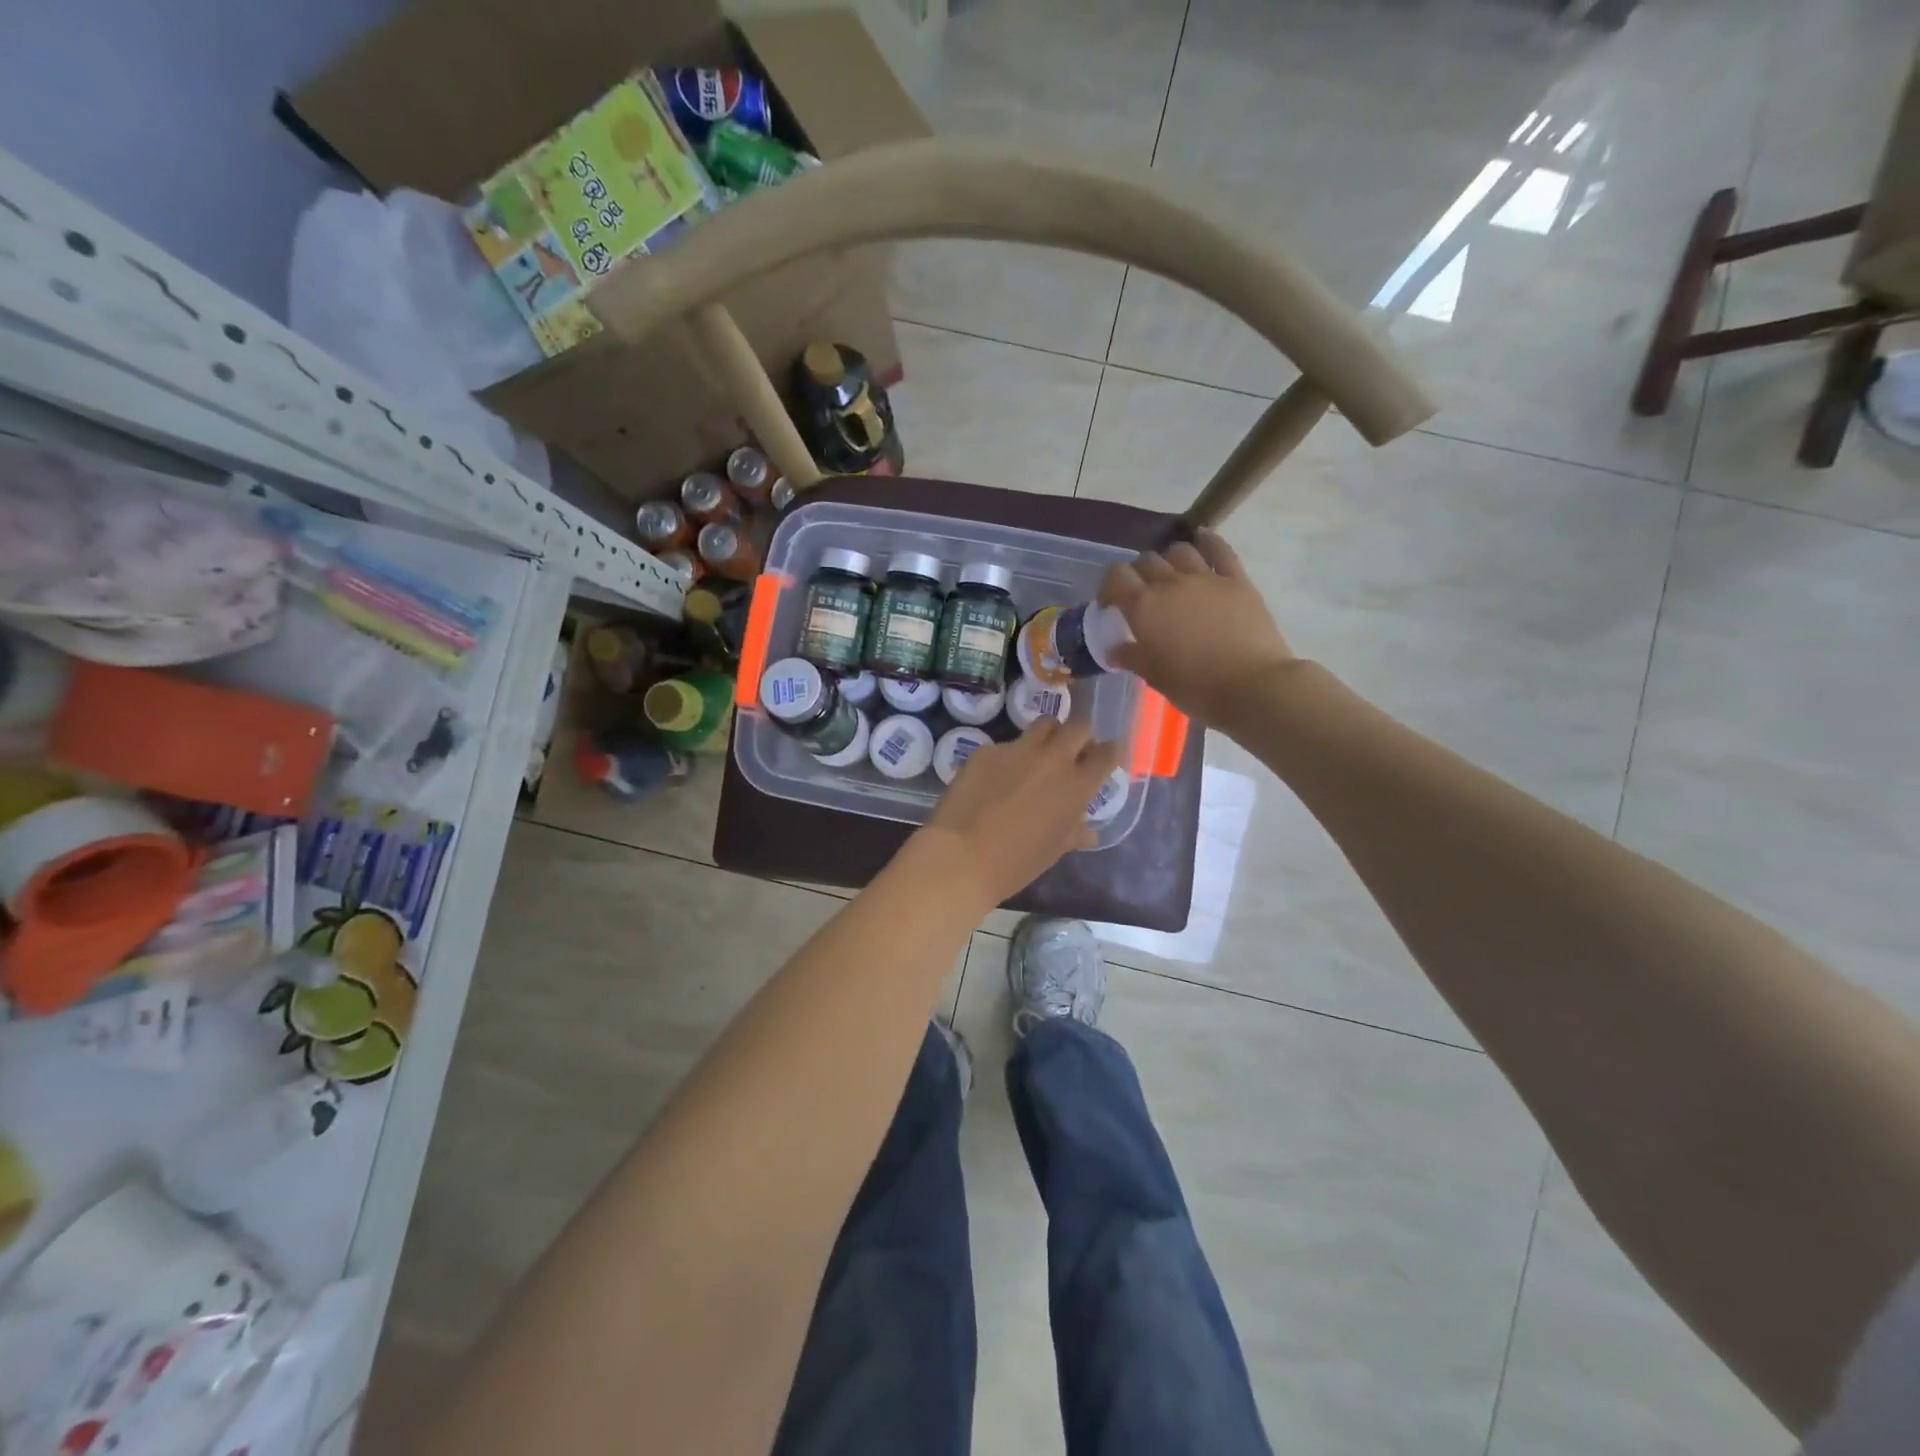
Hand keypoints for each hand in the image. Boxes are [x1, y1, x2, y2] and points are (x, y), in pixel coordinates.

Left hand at [916, 718, 1121, 907]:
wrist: (962, 856)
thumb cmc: (1015, 864)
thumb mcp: (1052, 851)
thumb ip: (1073, 833)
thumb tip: (1088, 832)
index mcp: (1076, 787)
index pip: (1106, 754)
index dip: (1110, 752)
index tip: (1105, 756)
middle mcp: (1052, 760)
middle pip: (1078, 727)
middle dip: (1080, 736)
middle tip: (1072, 752)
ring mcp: (1018, 750)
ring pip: (1044, 724)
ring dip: (1049, 734)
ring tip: (1039, 753)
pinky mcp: (987, 750)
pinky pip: (1006, 745)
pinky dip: (1009, 757)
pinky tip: (996, 778)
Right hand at [1099, 531, 1294, 725]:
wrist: (1252, 686)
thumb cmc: (1195, 686)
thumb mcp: (1154, 677)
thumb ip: (1132, 657)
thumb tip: (1115, 649)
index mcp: (1144, 606)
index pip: (1116, 576)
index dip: (1109, 586)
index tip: (1111, 605)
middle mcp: (1170, 583)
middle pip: (1146, 561)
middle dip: (1138, 574)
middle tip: (1142, 596)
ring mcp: (1206, 578)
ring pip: (1179, 551)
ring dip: (1170, 560)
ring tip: (1172, 577)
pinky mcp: (1236, 580)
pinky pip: (1220, 550)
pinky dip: (1208, 541)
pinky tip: (1203, 540)